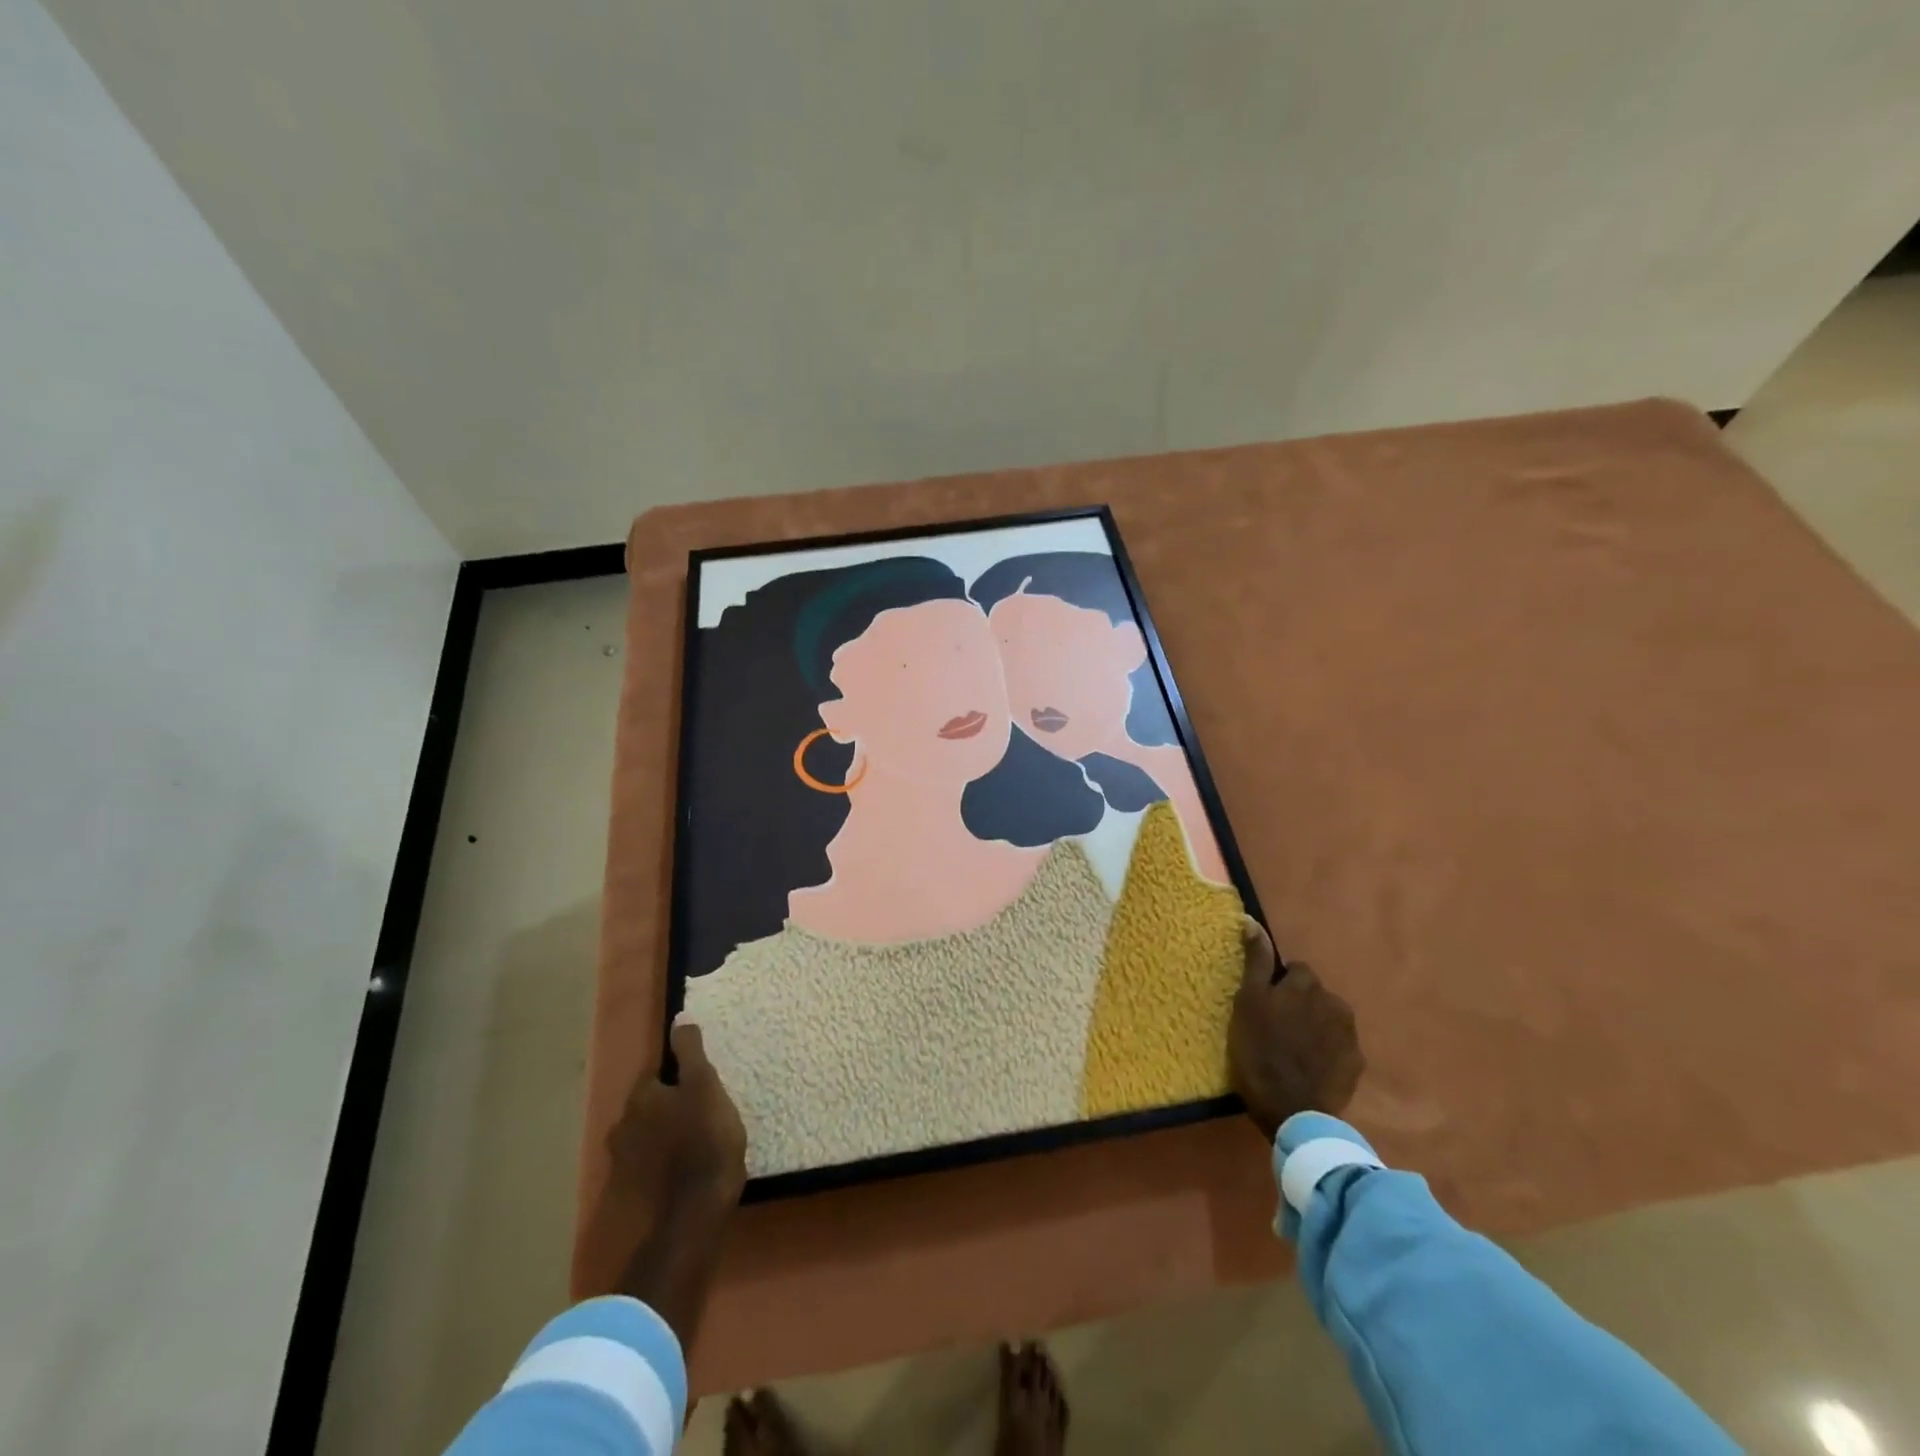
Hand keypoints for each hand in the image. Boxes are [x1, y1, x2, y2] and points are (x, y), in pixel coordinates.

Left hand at [606, 1022, 747, 1213]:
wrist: (697, 1207)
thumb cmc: (705, 1136)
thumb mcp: (705, 1084)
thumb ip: (690, 1051)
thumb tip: (679, 1018)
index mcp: (639, 1099)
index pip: (656, 1075)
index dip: (679, 1077)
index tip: (701, 1085)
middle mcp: (622, 1127)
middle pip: (648, 1106)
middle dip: (669, 1106)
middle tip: (701, 1111)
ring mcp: (624, 1162)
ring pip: (647, 1135)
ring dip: (665, 1134)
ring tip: (696, 1138)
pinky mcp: (632, 1191)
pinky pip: (649, 1163)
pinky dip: (663, 1160)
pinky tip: (685, 1164)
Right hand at [1229, 918, 1363, 1138]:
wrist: (1293, 1111)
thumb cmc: (1260, 1051)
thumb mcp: (1247, 1002)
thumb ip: (1255, 961)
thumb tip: (1252, 920)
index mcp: (1307, 985)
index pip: (1296, 970)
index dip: (1279, 984)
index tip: (1265, 1005)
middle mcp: (1335, 1002)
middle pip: (1314, 993)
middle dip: (1299, 1003)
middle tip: (1276, 1028)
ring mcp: (1349, 1035)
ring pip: (1328, 1018)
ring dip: (1313, 1025)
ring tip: (1293, 1048)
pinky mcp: (1356, 1064)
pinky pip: (1338, 1046)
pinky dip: (1325, 1050)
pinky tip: (1309, 1066)